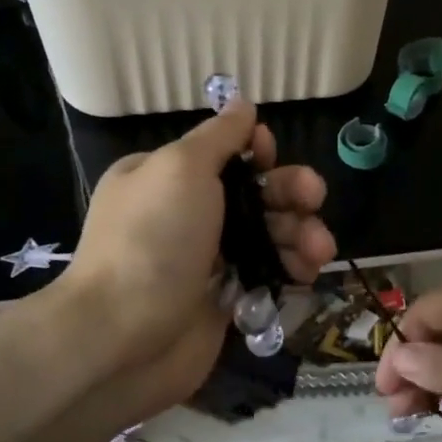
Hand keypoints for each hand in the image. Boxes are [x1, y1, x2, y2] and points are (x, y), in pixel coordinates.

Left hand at [58, 99, 334, 417]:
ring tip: (319, 250)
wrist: (123, 338)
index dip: (255, 152)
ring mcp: (206, 260)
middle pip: (254, 193)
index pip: (222, 154)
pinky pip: (268, 274)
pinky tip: (307, 275)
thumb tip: (242, 103)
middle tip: (315, 199)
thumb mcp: (181, 168)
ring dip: (301, 234)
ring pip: (268, 235)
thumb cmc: (152, 240)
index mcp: (166, 177)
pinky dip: (291, 270)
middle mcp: (186, 214)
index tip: (271, 156)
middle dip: (290, 192)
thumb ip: (218, 136)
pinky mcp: (225, 299)